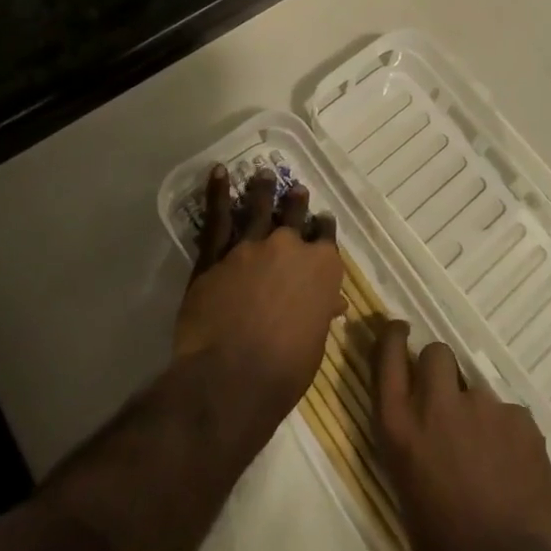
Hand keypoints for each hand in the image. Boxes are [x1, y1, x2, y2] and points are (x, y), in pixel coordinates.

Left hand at [173, 165, 344, 429]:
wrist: (232, 377)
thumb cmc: (285, 370)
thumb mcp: (315, 342)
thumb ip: (321, 312)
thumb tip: (333, 303)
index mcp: (322, 268)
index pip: (326, 237)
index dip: (323, 228)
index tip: (321, 222)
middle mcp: (290, 246)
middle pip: (295, 214)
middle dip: (296, 202)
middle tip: (296, 190)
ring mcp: (252, 245)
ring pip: (260, 207)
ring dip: (263, 189)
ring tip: (263, 174)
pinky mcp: (217, 253)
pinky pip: (218, 217)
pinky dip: (218, 192)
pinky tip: (218, 172)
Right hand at [373, 321, 550, 550]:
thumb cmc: (442, 548)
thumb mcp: (406, 487)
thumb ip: (412, 439)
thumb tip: (422, 418)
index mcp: (401, 427)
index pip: (387, 357)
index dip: (392, 337)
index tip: (399, 329)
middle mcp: (438, 404)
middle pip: (437, 354)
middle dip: (442, 372)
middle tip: (451, 405)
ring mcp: (483, 407)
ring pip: (478, 390)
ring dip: (479, 414)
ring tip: (489, 460)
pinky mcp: (521, 418)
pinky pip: (510, 417)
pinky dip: (510, 437)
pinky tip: (514, 471)